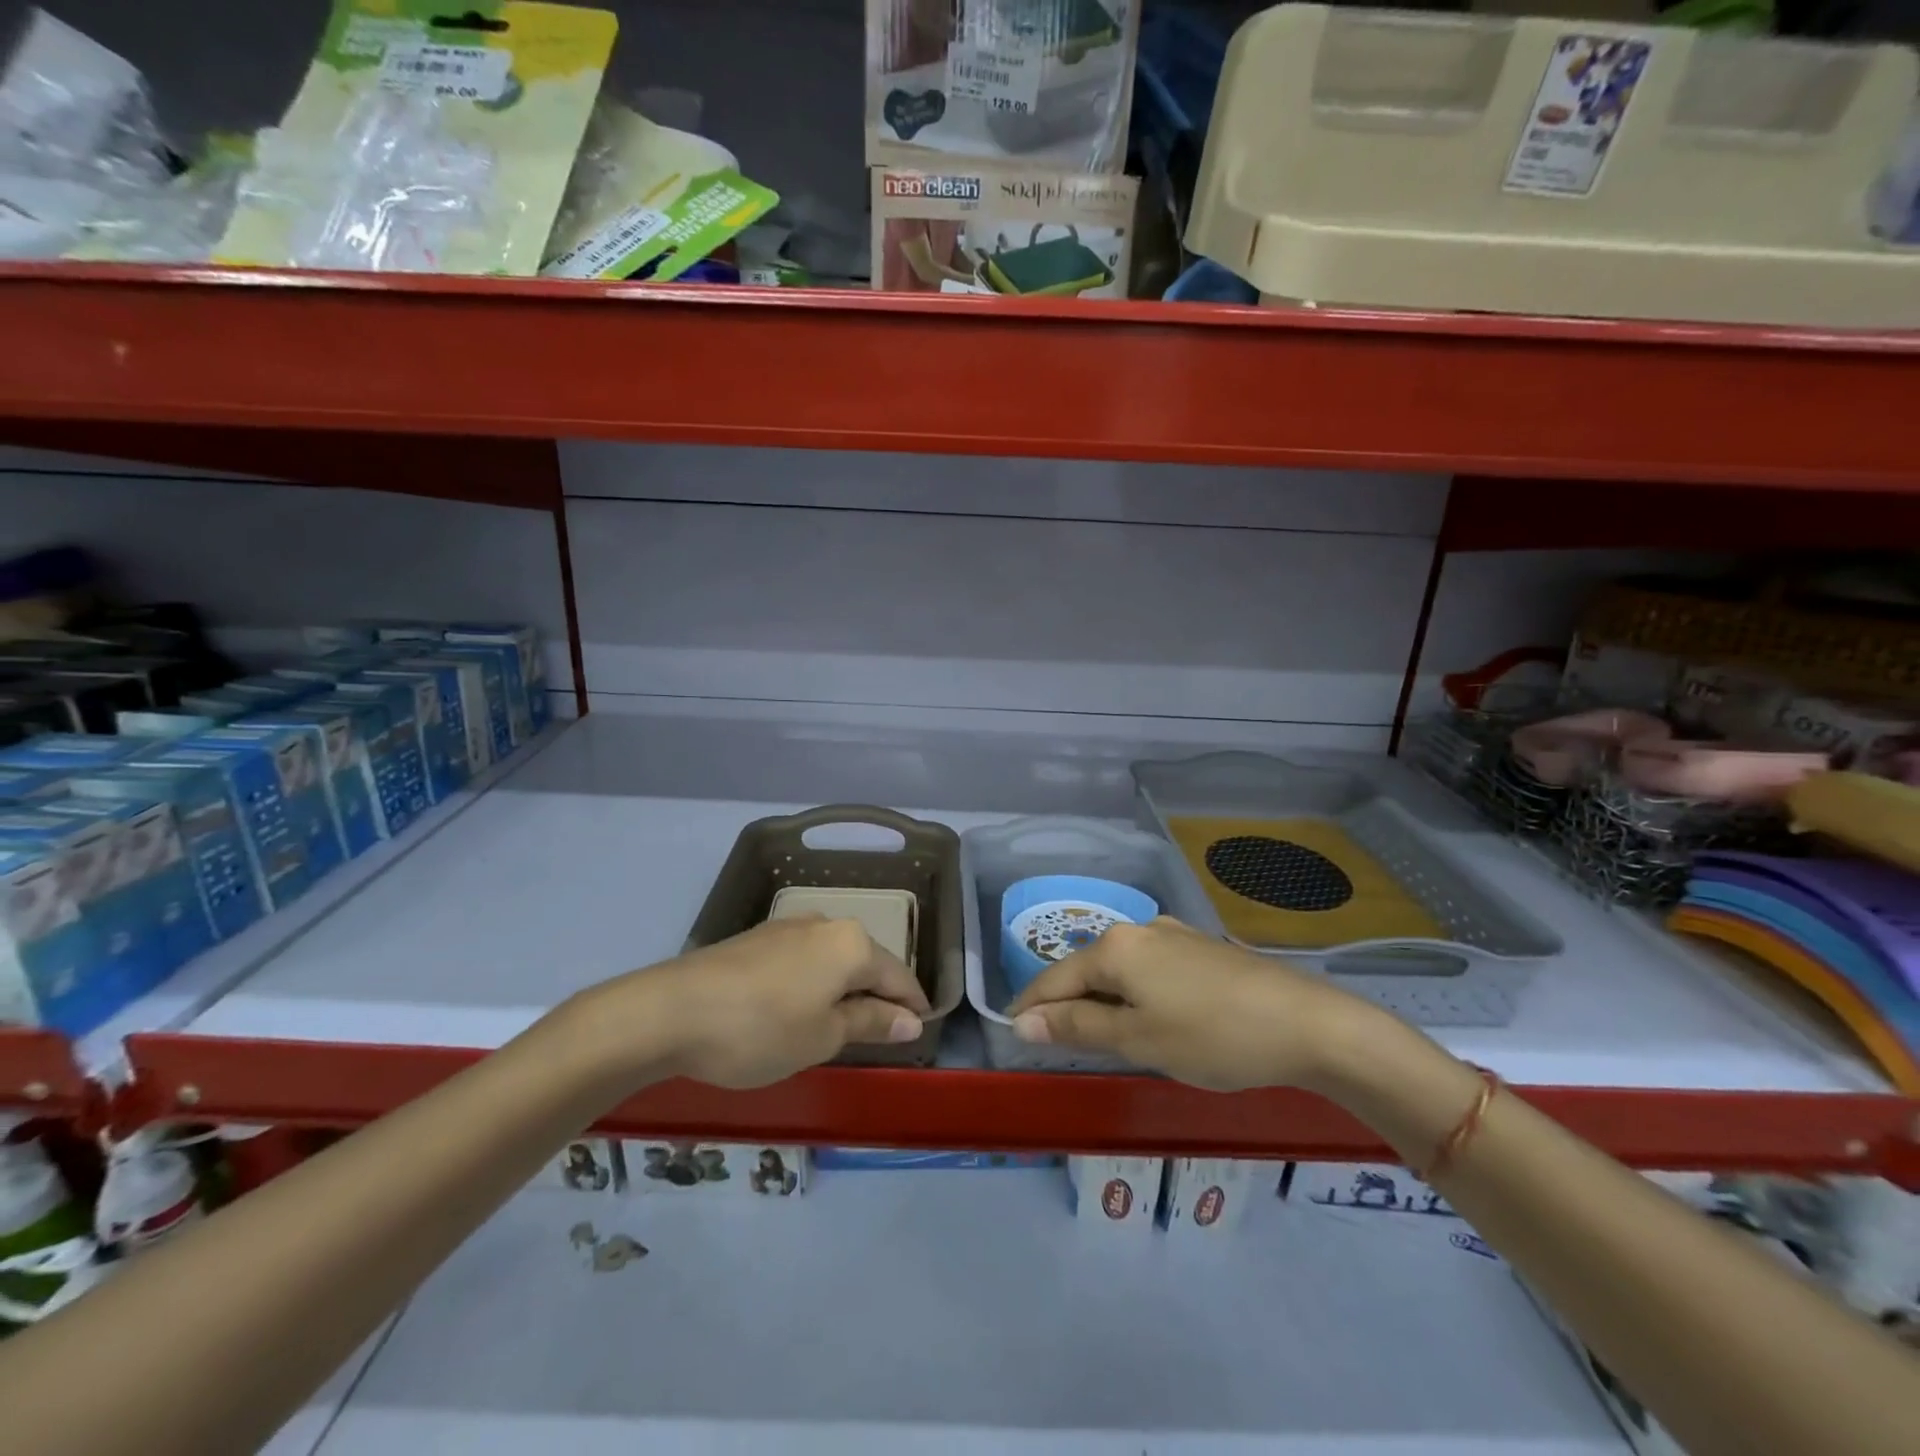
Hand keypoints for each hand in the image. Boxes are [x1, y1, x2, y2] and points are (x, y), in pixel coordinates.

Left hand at [606, 916, 930, 1089]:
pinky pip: (803, 959)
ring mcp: (788, 927)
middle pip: (866, 961)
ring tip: (840, 1025)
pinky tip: (799, 1009)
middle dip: (878, 995)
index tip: (919, 1031)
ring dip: (844, 989)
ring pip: (833, 959)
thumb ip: (871, 1023)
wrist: (671, 1010)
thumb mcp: (823, 1036)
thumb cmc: (761, 1029)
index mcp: (851, 944)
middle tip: (882, 1034)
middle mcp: (825, 924)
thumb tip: (910, 1021)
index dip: (912, 1006)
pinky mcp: (757, 938)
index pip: (898, 975)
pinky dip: (814, 983)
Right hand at [1006, 917, 1374, 1091]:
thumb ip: (1077, 1029)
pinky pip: (1150, 970)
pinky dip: (1136, 995)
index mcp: (1116, 948)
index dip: (1032, 1007)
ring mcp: (1175, 936)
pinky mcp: (1202, 949)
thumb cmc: (1213, 1036)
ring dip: (1104, 1001)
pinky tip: (1150, 1018)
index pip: (1055, 978)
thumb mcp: (1138, 1039)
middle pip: (1087, 970)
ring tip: (1102, 1037)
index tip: (1012, 1031)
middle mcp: (1140, 930)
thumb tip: (1022, 1023)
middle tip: (1056, 1043)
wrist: (1308, 1023)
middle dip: (1069, 1005)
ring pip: (1121, 971)